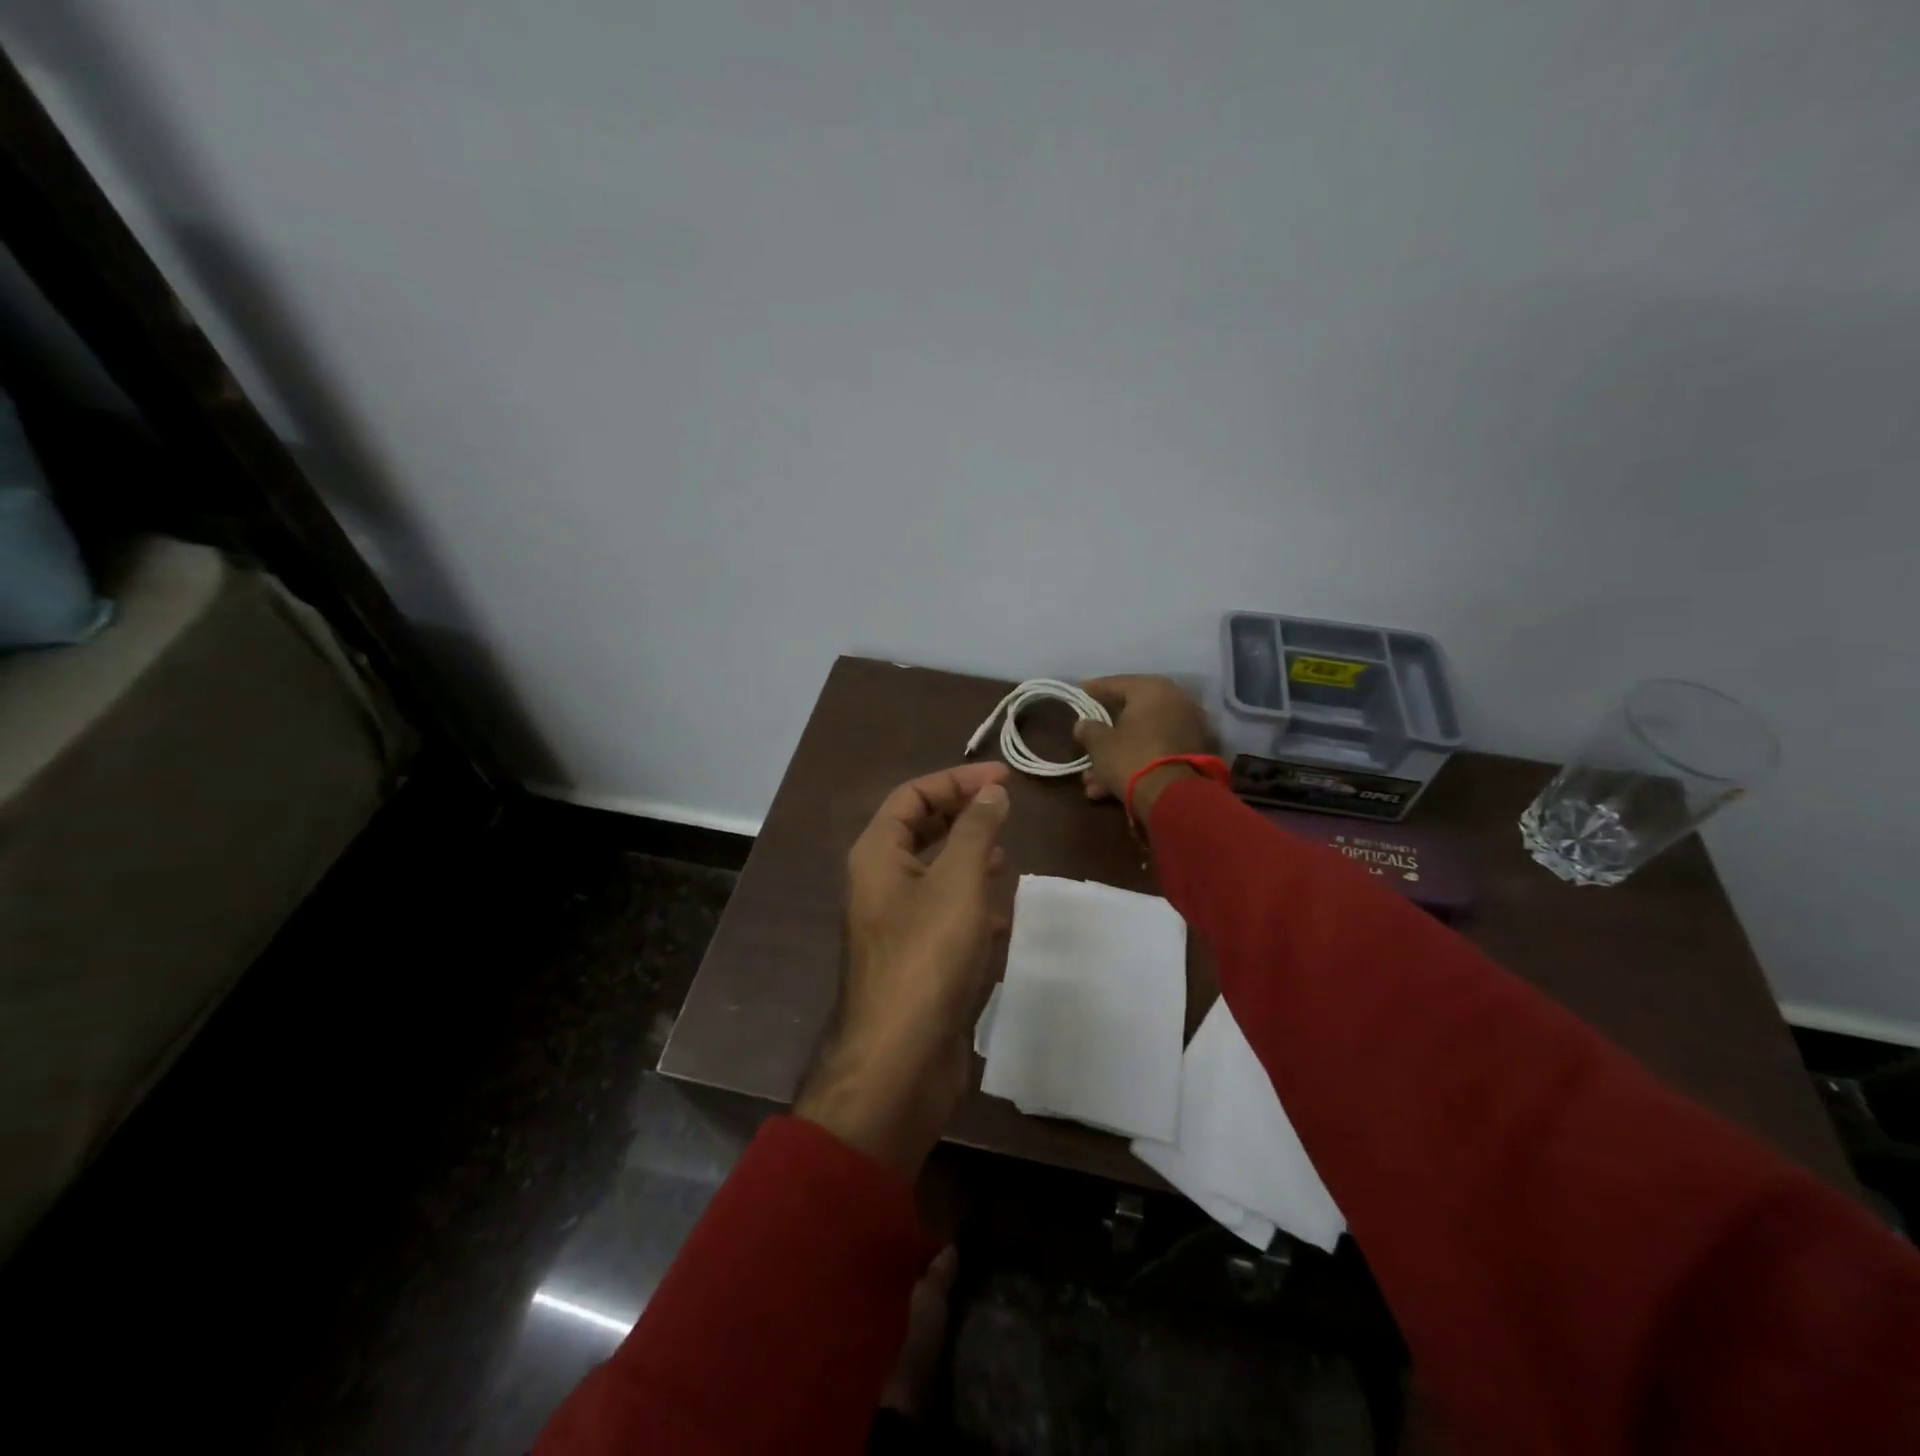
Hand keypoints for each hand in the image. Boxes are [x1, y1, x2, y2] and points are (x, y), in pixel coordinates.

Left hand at [795, 763, 1011, 1176]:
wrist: (900, 1059)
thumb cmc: (927, 956)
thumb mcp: (957, 881)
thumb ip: (976, 830)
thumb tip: (992, 792)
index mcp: (877, 854)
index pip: (913, 795)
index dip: (957, 780)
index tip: (1005, 778)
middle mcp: (880, 882)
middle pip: (920, 830)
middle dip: (962, 814)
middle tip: (1006, 808)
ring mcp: (897, 922)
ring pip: (934, 872)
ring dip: (968, 856)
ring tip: (1007, 851)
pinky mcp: (917, 957)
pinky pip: (944, 913)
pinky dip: (971, 901)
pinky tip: (1001, 908)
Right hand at [1072, 675, 1212, 820]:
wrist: (1172, 796)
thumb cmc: (1131, 757)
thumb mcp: (1099, 743)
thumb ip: (1089, 729)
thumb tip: (1083, 724)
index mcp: (1152, 690)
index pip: (1116, 683)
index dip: (1092, 690)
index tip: (1078, 693)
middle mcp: (1174, 702)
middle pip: (1129, 714)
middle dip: (1104, 734)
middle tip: (1083, 742)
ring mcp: (1185, 729)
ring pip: (1140, 738)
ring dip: (1115, 757)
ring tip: (1090, 781)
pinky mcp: (1190, 755)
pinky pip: (1153, 752)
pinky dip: (1133, 765)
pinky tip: (1107, 788)